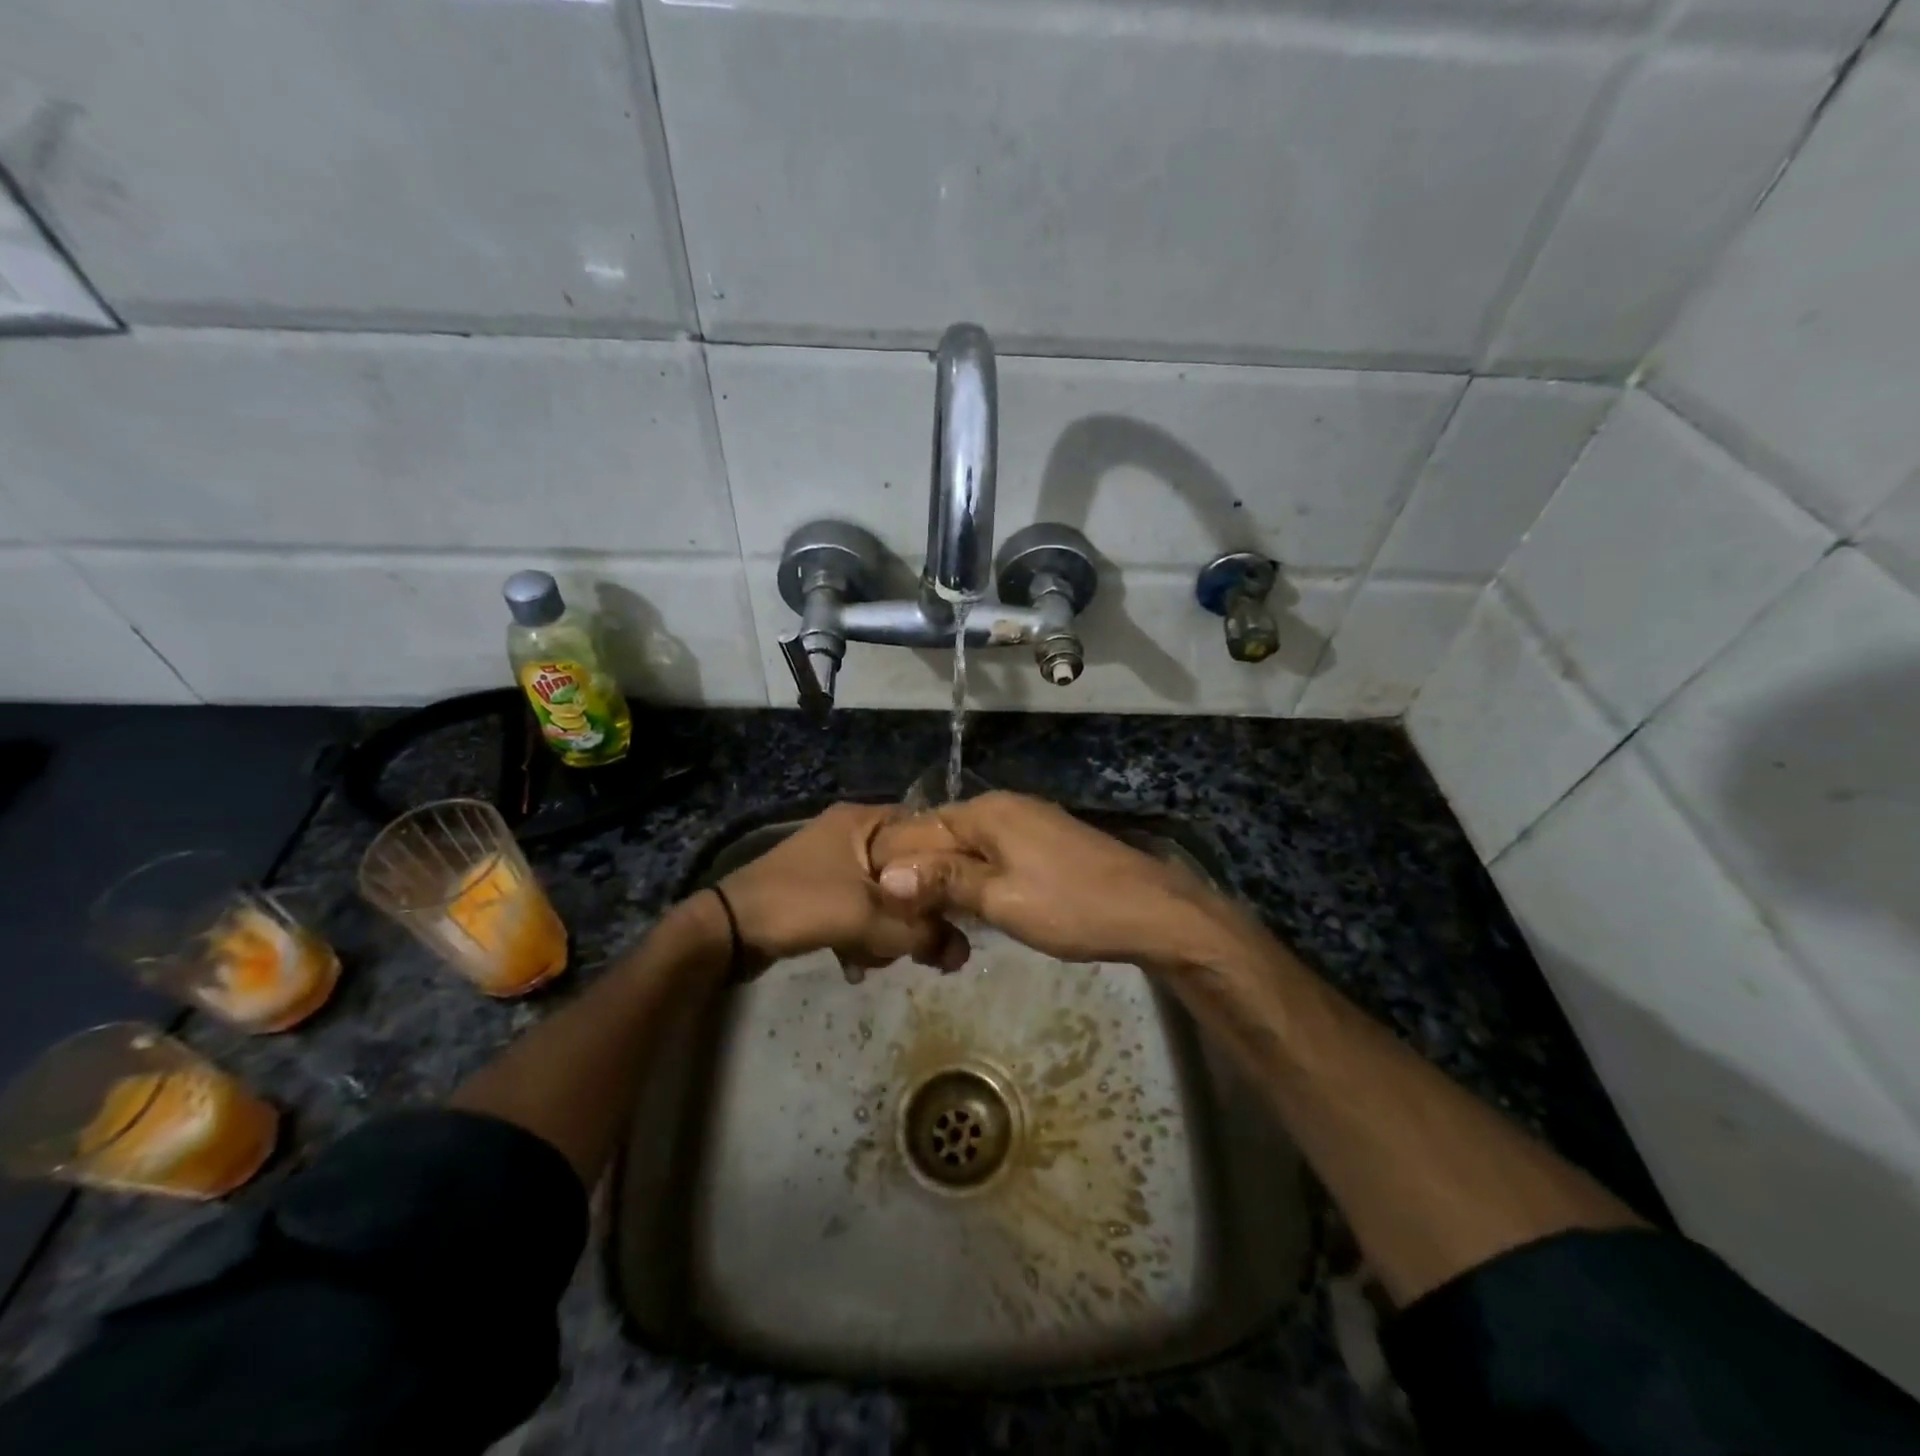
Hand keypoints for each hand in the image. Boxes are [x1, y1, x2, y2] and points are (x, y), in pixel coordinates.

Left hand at [716, 803, 967, 976]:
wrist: (727, 932)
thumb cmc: (800, 905)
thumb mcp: (867, 918)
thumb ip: (921, 933)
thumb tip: (964, 952)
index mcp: (863, 820)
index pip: (925, 831)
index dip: (944, 867)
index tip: (957, 904)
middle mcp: (851, 834)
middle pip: (906, 871)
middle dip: (910, 915)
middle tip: (918, 948)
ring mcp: (833, 863)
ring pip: (883, 896)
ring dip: (883, 932)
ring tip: (872, 959)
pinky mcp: (819, 892)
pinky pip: (858, 911)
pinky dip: (861, 937)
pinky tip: (853, 965)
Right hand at [871, 791, 1230, 966]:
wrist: (1151, 912)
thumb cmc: (1071, 906)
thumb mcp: (1001, 900)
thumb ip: (944, 883)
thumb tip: (888, 875)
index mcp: (985, 812)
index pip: (918, 829)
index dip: (895, 866)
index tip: (879, 908)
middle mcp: (1002, 807)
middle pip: (942, 838)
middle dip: (921, 879)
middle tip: (905, 927)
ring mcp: (1026, 824)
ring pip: (967, 851)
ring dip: (948, 885)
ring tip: (930, 927)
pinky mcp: (1043, 844)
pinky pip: (993, 858)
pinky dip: (976, 883)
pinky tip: (968, 912)